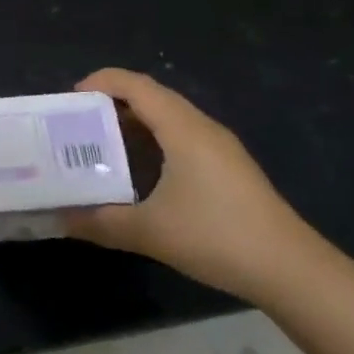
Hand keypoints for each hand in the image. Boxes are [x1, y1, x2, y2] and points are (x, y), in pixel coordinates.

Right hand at [67, 68, 329, 304]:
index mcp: (183, 129)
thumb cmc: (217, 237)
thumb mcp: (149, 232)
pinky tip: (139, 170)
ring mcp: (220, 148)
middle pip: (152, 96)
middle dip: (112, 101)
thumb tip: (60, 220)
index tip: (70, 100)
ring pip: (169, 117)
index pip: (136, 85)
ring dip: (134, 121)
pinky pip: (182, 136)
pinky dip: (153, 139)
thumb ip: (99, 222)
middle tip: (78, 122)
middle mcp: (202, 128)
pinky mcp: (229, 168)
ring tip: (100, 142)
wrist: (292, 271)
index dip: (101, 83)